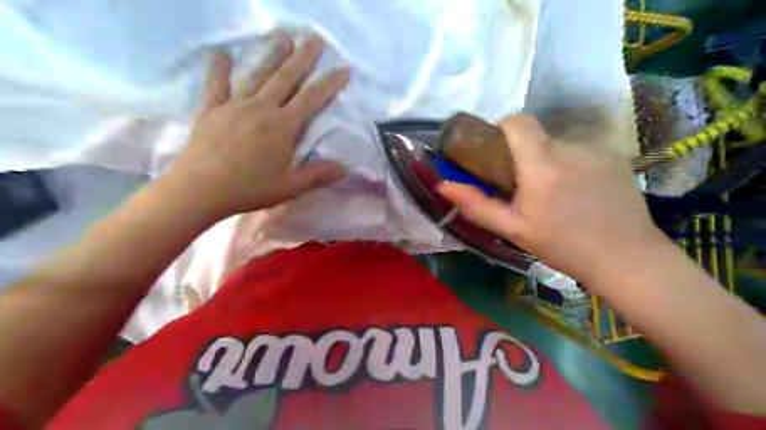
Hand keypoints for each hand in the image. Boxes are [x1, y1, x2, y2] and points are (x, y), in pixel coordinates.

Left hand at [168, 34, 348, 217]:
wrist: (200, 189)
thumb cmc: (250, 188)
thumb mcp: (291, 186)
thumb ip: (318, 174)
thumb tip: (346, 168)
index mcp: (283, 126)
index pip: (312, 99)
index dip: (329, 83)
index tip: (343, 69)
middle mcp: (261, 108)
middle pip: (286, 78)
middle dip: (302, 57)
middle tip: (313, 38)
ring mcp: (234, 105)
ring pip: (257, 75)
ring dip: (271, 55)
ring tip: (283, 37)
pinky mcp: (211, 109)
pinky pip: (216, 85)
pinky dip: (219, 69)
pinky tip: (222, 54)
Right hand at [437, 113, 664, 284]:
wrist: (624, 257)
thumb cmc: (562, 245)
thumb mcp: (513, 229)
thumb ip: (476, 205)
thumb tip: (443, 185)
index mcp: (541, 164)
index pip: (517, 121)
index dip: (502, 129)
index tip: (498, 152)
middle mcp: (570, 147)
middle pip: (537, 135)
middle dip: (524, 153)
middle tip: (523, 185)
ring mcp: (596, 149)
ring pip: (558, 143)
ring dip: (548, 161)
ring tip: (554, 193)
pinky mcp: (615, 155)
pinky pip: (581, 151)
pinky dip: (571, 165)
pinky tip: (579, 193)